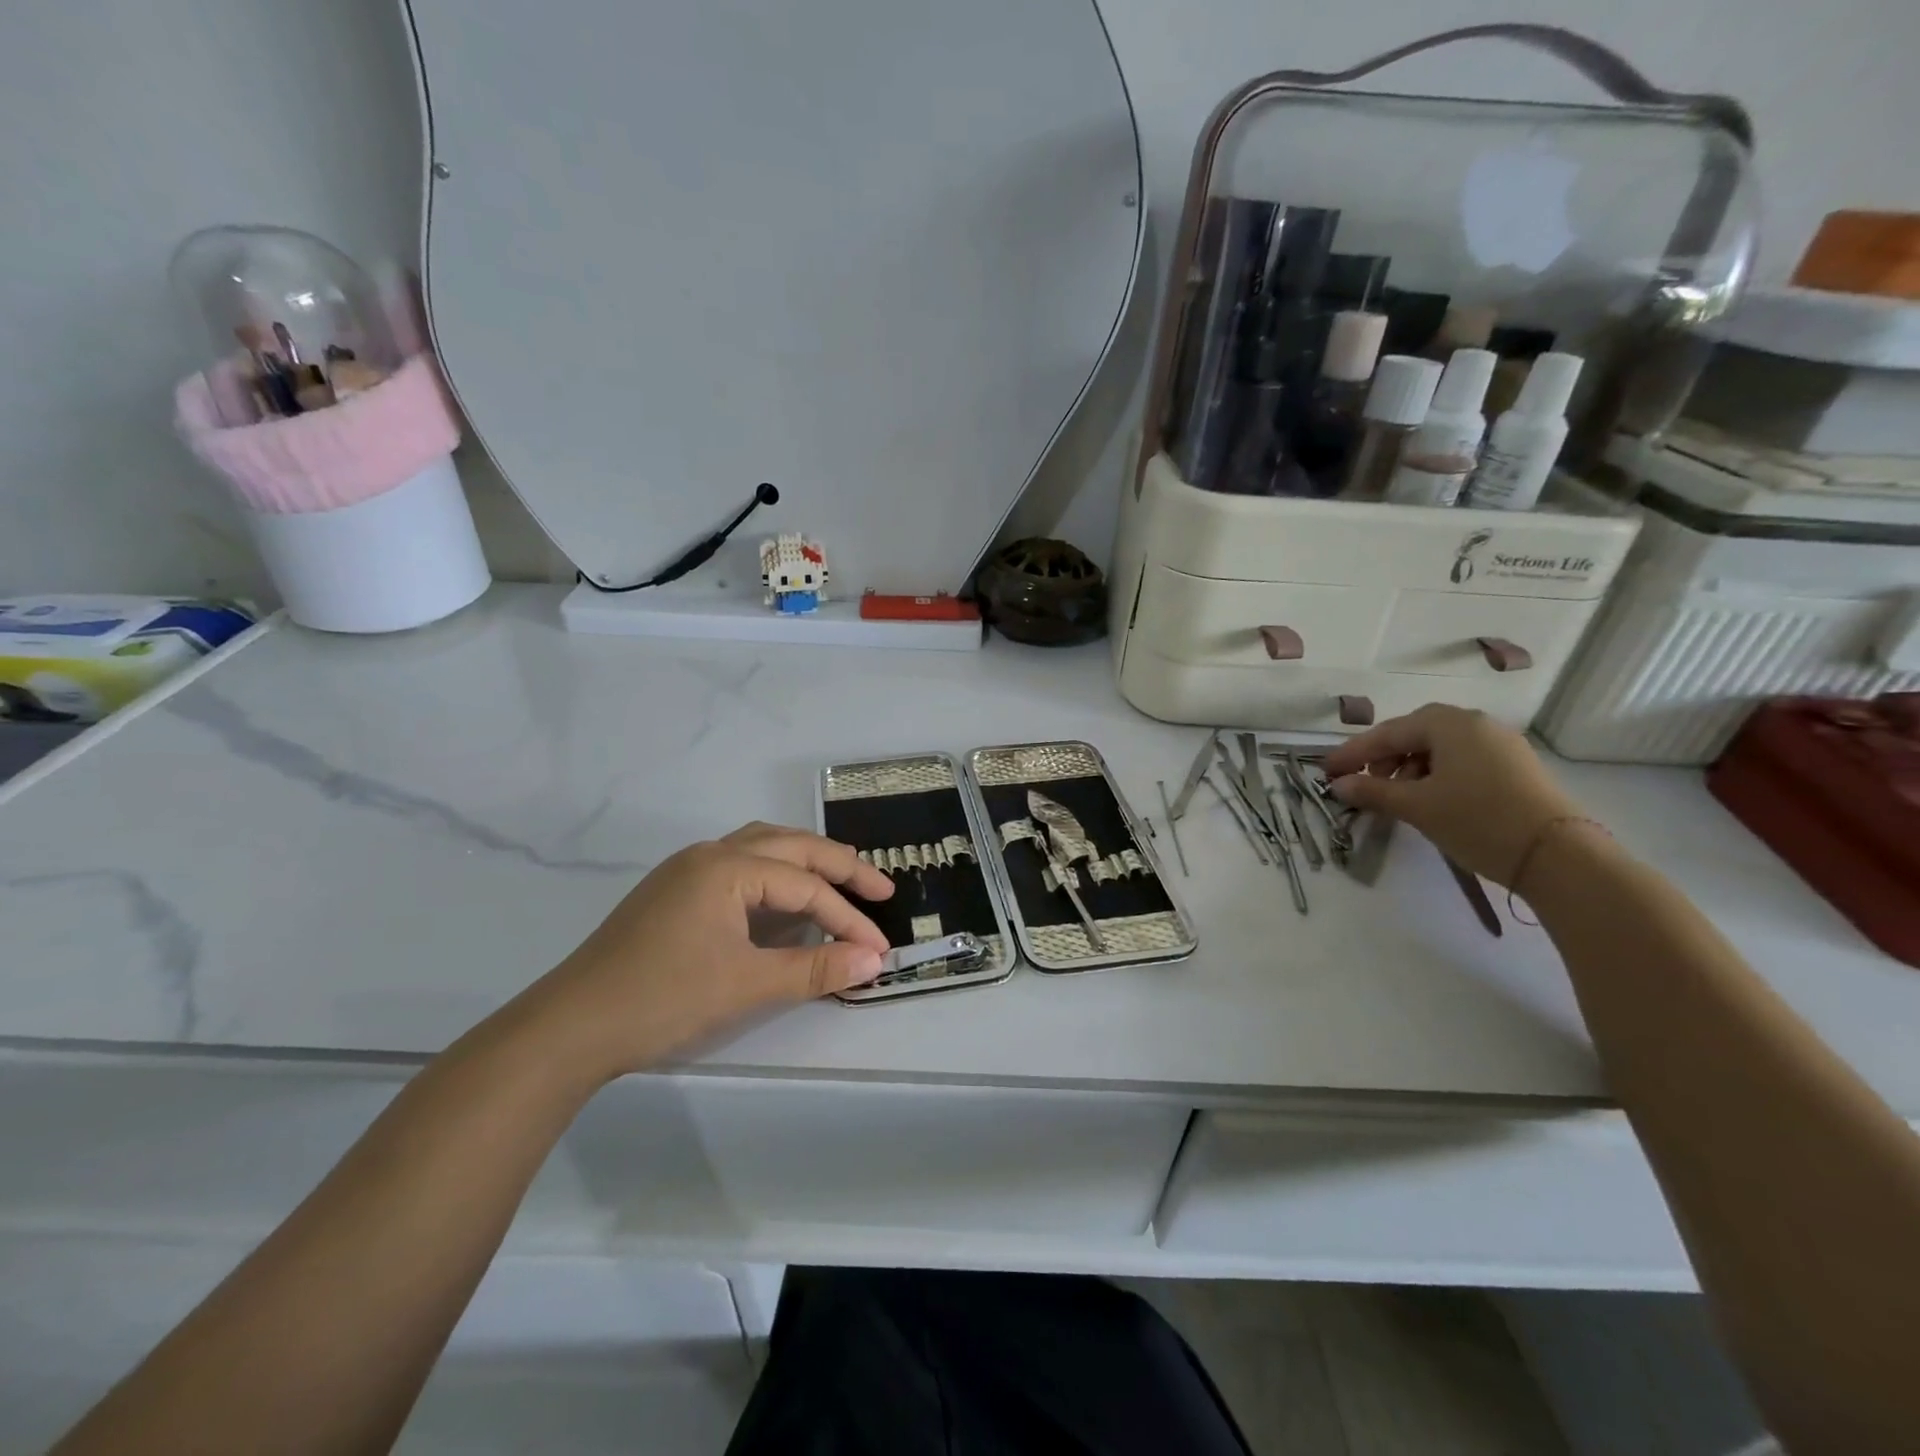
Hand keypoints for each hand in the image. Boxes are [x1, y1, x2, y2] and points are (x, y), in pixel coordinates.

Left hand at [522, 823, 894, 1079]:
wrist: (571, 1027)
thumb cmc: (664, 999)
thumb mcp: (748, 985)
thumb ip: (816, 969)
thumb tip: (874, 961)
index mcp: (727, 867)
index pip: (804, 886)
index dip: (847, 917)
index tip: (878, 948)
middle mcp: (709, 854)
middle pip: (790, 847)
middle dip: (839, 867)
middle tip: (881, 889)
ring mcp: (686, 870)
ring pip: (762, 848)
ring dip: (805, 862)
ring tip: (839, 880)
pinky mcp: (674, 892)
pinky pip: (739, 867)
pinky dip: (774, 875)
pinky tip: (783, 899)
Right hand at [1320, 704, 1586, 886]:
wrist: (1558, 856)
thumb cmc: (1477, 820)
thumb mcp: (1416, 806)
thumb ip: (1372, 791)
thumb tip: (1340, 785)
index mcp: (1449, 724)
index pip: (1387, 733)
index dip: (1353, 753)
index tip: (1328, 771)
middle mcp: (1476, 724)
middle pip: (1415, 734)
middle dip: (1383, 758)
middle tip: (1362, 782)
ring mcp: (1501, 744)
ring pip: (1440, 748)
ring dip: (1409, 768)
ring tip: (1396, 797)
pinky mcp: (1516, 767)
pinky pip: (1463, 760)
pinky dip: (1437, 774)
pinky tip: (1431, 799)